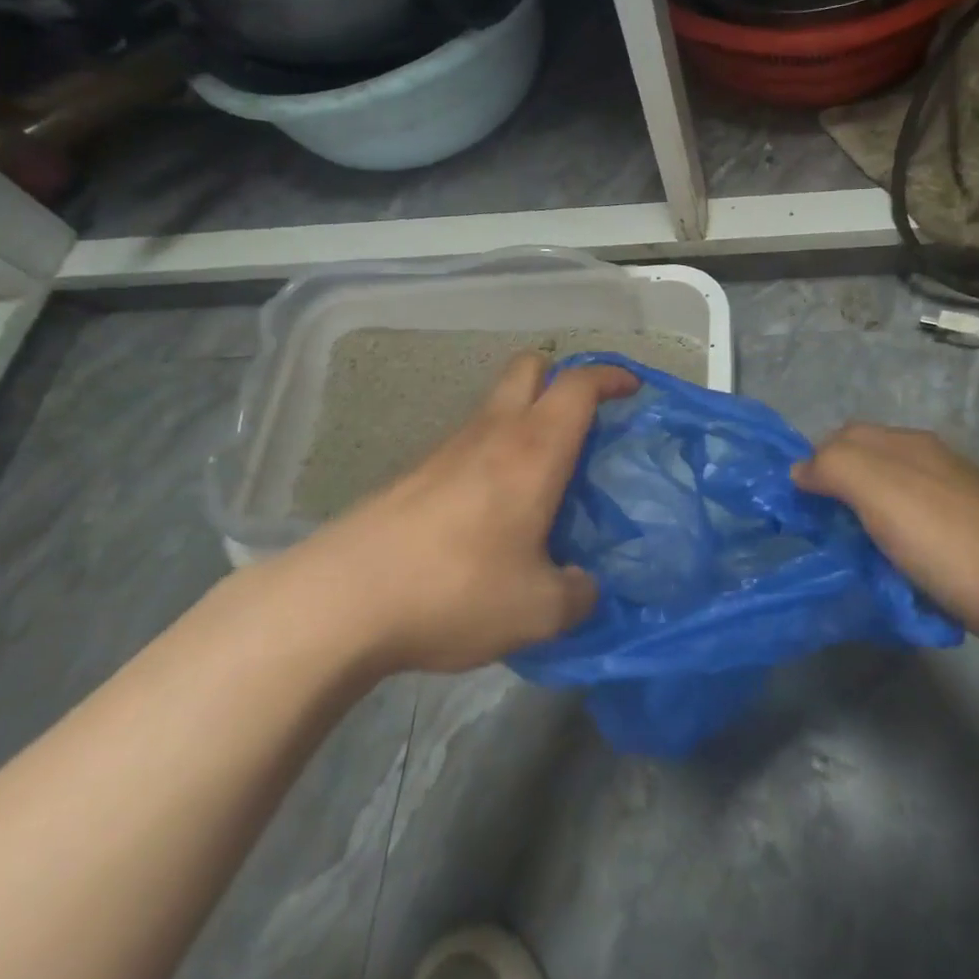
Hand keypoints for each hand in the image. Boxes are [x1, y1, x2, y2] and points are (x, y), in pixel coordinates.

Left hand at [274, 352, 636, 675]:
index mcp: (534, 450)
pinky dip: (493, 453)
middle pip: (529, 367)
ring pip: (496, 405)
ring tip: (542, 478)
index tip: (633, 388)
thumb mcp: (538, 611)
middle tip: (583, 419)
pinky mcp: (416, 474)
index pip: (579, 385)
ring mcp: (448, 449)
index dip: (611, 376)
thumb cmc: (456, 590)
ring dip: (526, 420)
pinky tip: (492, 512)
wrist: (344, 599)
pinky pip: (469, 443)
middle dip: (562, 377)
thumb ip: (576, 595)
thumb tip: (583, 586)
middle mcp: (492, 433)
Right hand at [794, 424, 978, 681]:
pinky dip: (896, 554)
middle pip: (868, 471)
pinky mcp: (972, 547)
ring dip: (866, 530)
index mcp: (911, 446)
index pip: (845, 436)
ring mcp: (957, 507)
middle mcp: (934, 466)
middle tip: (818, 536)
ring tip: (851, 562)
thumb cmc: (947, 540)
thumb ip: (833, 467)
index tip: (796, 505)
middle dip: (837, 498)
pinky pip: (917, 540)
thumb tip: (800, 470)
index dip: (814, 462)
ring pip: (891, 508)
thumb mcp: (877, 490)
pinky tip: (894, 580)